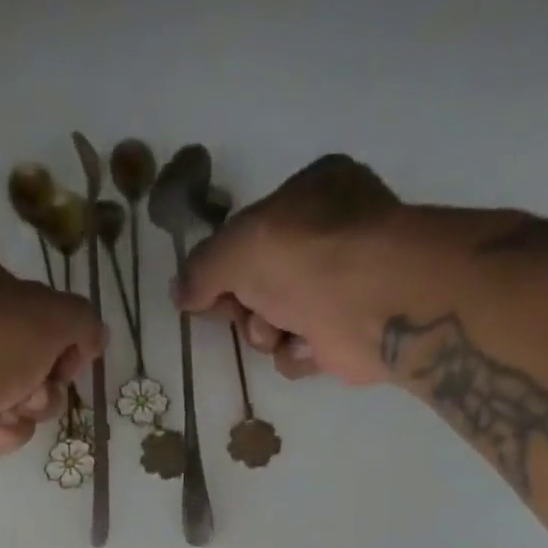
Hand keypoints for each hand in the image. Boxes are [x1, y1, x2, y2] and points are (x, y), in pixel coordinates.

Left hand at [0, 221, 104, 477]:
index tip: (66, 349)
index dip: (53, 328)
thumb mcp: (52, 313)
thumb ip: (83, 320)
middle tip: (37, 383)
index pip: (20, 293)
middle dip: (41, 377)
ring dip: (26, 405)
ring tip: (10, 405)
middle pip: (22, 351)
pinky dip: (0, 429)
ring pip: (13, 392)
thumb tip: (95, 338)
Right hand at [174, 155, 405, 385]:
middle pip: (259, 284)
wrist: (369, 302)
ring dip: (268, 333)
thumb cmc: (304, 256)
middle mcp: (329, 235)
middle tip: (247, 310)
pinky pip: (300, 350)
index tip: (211, 291)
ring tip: (284, 329)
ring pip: (276, 322)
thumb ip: (202, 268)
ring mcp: (341, 285)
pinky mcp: (347, 333)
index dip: (227, 265)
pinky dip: (297, 353)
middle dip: (247, 306)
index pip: (252, 232)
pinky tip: (309, 345)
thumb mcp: (236, 248)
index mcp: (311, 193)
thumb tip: (178, 293)